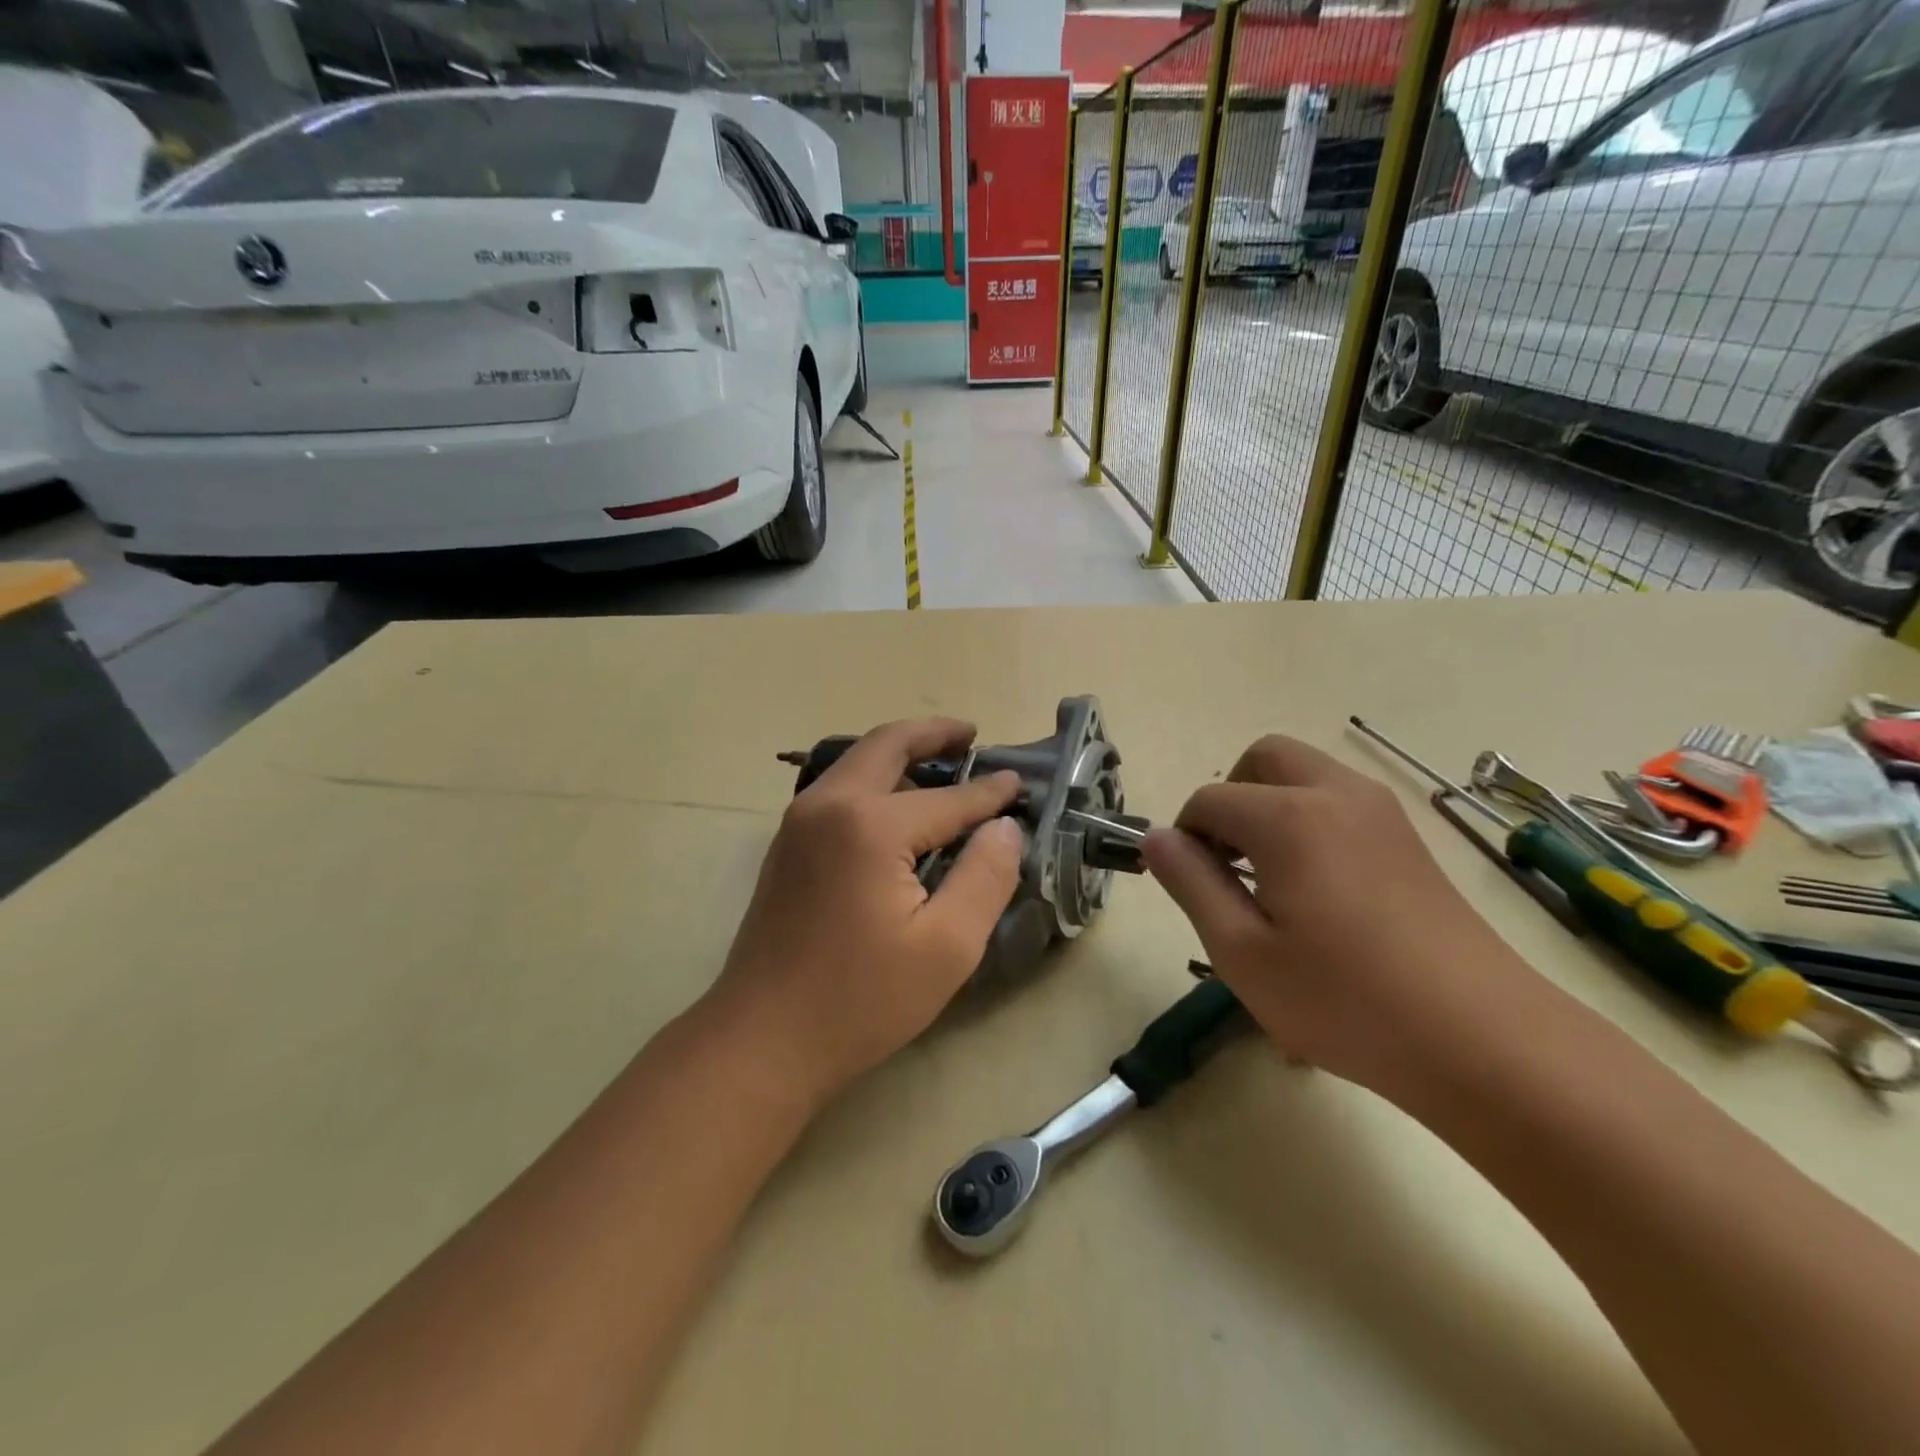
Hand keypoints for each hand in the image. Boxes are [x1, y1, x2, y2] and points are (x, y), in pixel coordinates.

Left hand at [707, 717, 1023, 1106]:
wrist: (763, 1039)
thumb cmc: (861, 999)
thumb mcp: (947, 947)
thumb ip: (986, 876)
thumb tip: (1005, 826)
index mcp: (870, 825)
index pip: (948, 798)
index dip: (989, 792)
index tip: (1020, 783)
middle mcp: (829, 804)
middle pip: (887, 745)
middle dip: (933, 733)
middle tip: (972, 734)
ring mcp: (800, 821)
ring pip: (857, 761)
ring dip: (900, 752)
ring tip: (943, 762)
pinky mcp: (787, 843)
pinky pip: (839, 788)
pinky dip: (874, 778)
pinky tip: (899, 803)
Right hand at [1143, 735, 1535, 1098]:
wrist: (1483, 1040)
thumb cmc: (1344, 999)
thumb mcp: (1241, 951)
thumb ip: (1190, 883)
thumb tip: (1157, 838)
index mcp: (1289, 816)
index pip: (1210, 800)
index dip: (1187, 838)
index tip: (1193, 887)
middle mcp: (1336, 793)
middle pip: (1263, 758)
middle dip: (1230, 797)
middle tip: (1228, 862)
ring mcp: (1382, 812)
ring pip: (1307, 773)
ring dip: (1271, 804)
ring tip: (1271, 878)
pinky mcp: (1410, 838)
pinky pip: (1341, 801)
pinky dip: (1310, 818)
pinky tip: (1320, 889)